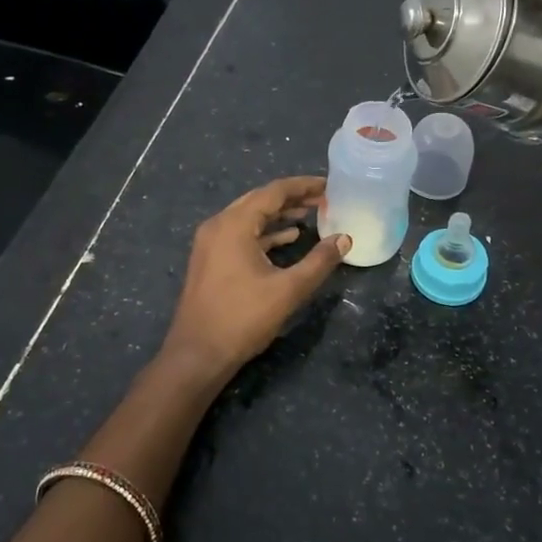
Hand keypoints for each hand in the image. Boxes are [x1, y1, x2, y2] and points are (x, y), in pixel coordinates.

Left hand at [158, 176, 349, 381]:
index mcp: (234, 224)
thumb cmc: (242, 319)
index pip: (274, 192)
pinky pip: (241, 234)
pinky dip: (265, 233)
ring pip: (250, 217)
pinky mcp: (210, 260)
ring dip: (279, 215)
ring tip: (310, 215)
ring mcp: (210, 243)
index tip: (329, 185)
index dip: (303, 186)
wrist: (197, 355)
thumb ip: (319, 262)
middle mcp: (218, 225)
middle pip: (260, 200)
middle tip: (323, 199)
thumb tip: (344, 239)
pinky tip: (287, 239)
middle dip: (292, 198)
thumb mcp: (288, 290)